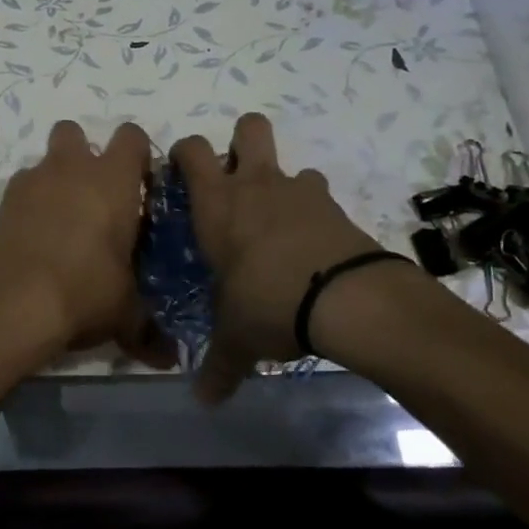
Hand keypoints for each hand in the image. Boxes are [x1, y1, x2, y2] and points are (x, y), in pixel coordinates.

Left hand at [0, 120, 172, 370]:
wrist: (11, 304)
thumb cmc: (84, 291)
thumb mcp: (124, 312)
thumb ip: (147, 326)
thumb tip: (169, 358)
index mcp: (112, 179)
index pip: (132, 136)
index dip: (137, 154)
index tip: (140, 184)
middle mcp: (71, 168)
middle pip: (75, 131)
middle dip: (84, 153)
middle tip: (94, 195)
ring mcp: (31, 182)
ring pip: (44, 161)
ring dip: (54, 181)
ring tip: (61, 225)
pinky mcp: (1, 204)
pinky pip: (20, 192)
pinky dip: (28, 207)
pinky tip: (33, 242)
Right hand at [172, 113, 392, 402]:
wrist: (344, 298)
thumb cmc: (268, 303)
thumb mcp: (237, 338)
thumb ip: (218, 365)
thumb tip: (203, 401)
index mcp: (217, 204)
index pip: (191, 150)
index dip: (185, 153)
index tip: (183, 173)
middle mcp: (255, 185)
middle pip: (249, 126)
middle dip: (242, 140)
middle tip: (238, 178)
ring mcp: (299, 191)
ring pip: (291, 164)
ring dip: (285, 186)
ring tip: (282, 225)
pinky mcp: (335, 206)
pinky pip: (320, 196)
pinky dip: (315, 214)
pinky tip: (314, 248)